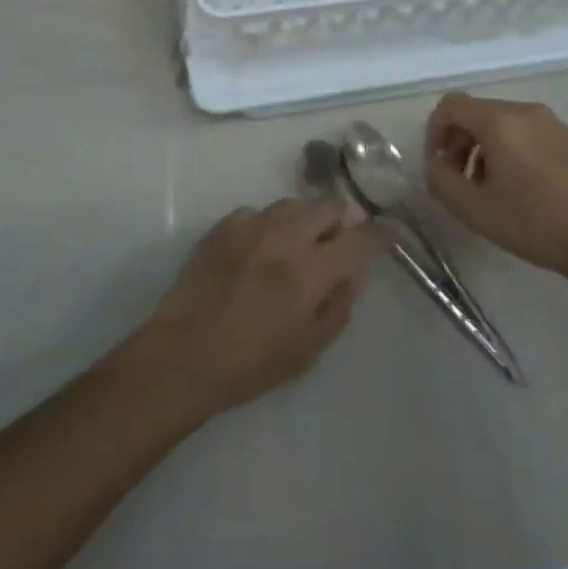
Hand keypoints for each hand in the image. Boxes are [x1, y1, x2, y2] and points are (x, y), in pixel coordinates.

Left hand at [131, 199, 378, 426]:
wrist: (182, 354)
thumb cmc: (250, 364)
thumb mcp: (307, 350)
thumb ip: (338, 307)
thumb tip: (351, 275)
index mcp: (310, 271)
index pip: (359, 239)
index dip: (378, 236)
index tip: (385, 237)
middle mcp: (284, 236)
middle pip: (327, 206)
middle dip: (339, 222)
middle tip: (334, 246)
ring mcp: (251, 225)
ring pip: (292, 204)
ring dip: (303, 220)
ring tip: (296, 247)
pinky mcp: (223, 224)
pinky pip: (258, 213)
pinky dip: (267, 226)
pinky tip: (258, 251)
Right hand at [424, 92, 567, 279]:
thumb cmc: (533, 223)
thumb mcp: (472, 208)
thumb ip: (440, 179)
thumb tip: (436, 162)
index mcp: (499, 120)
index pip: (451, 105)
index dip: (435, 131)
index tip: (438, 164)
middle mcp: (526, 111)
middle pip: (478, 113)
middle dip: (461, 142)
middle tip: (461, 180)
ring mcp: (555, 123)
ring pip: (506, 124)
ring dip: (487, 148)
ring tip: (492, 188)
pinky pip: (533, 135)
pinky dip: (517, 152)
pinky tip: (527, 190)